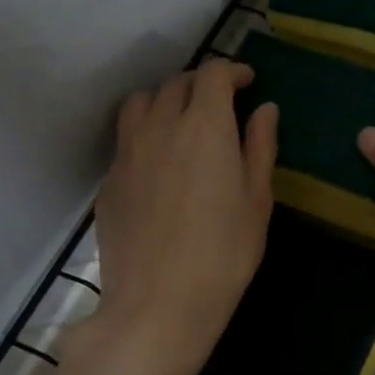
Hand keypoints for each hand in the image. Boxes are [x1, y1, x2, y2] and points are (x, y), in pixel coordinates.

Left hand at [66, 59, 276, 374]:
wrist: (159, 304)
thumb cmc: (225, 253)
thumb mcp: (257, 200)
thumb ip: (260, 146)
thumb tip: (265, 109)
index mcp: (205, 126)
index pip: (213, 74)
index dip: (233, 71)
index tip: (249, 83)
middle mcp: (161, 127)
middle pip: (176, 83)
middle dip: (202, 84)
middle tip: (222, 104)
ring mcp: (128, 153)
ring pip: (140, 103)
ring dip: (165, 99)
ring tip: (182, 121)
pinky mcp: (109, 180)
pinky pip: (126, 139)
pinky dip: (146, 133)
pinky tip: (160, 163)